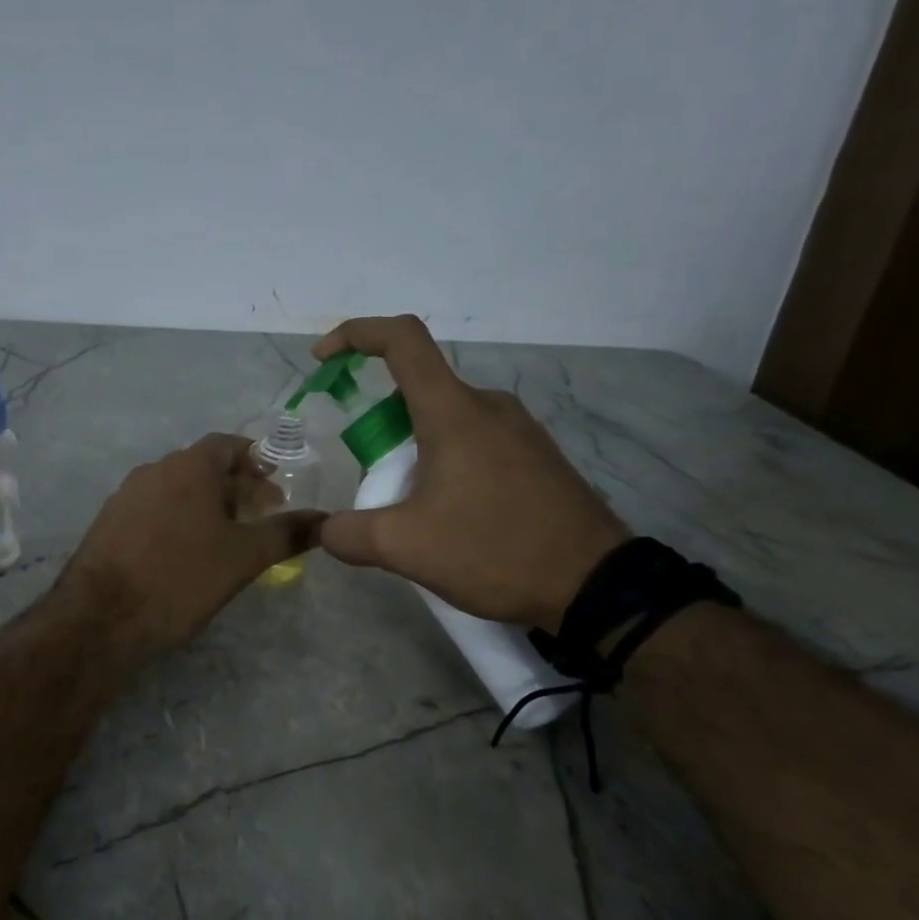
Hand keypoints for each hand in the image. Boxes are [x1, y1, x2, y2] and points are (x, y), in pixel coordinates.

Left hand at [60, 433, 323, 658]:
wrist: (102, 617)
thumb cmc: (181, 577)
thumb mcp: (243, 558)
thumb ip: (286, 534)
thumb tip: (326, 520)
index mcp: (188, 466)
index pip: (228, 445)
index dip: (256, 460)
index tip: (276, 484)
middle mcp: (154, 470)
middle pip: (203, 466)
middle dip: (235, 486)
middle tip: (261, 515)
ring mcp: (126, 495)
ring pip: (176, 489)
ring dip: (206, 504)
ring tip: (228, 536)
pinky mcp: (109, 523)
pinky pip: (154, 509)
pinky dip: (178, 519)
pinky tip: (186, 552)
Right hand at [313, 316, 628, 630]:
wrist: (595, 585)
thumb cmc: (494, 549)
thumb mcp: (406, 548)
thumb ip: (350, 534)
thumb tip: (326, 530)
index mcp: (454, 411)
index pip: (402, 340)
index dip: (356, 334)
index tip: (323, 359)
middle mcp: (488, 406)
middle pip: (418, 391)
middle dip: (381, 427)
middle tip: (375, 484)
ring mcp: (519, 429)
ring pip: (447, 420)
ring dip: (414, 451)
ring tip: (413, 511)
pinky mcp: (537, 456)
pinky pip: (476, 441)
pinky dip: (446, 463)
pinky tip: (452, 516)